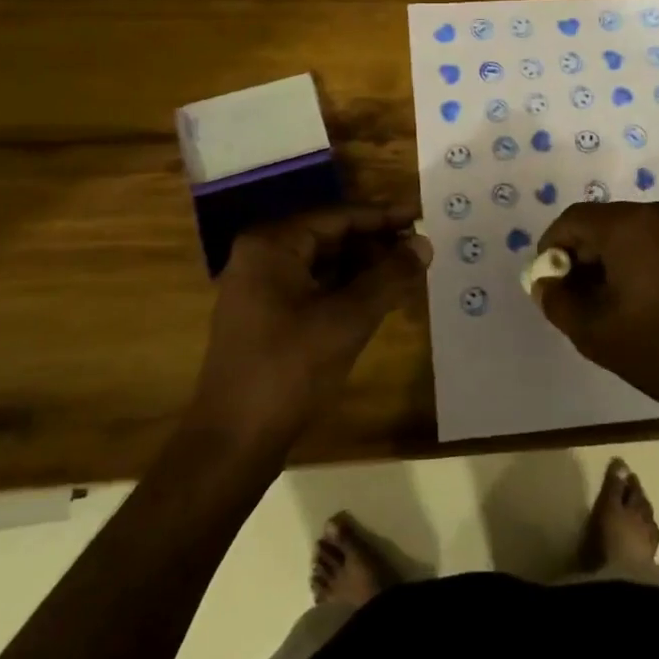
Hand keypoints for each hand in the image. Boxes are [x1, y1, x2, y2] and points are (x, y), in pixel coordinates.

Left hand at [193, 206, 429, 441]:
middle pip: (329, 236)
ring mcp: (259, 288)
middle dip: (375, 243)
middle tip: (419, 249)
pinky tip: (378, 299)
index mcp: (272, 244)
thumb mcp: (347, 319)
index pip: (338, 216)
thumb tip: (424, 244)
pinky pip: (313, 288)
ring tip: (407, 273)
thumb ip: (389, 276)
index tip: (421, 216)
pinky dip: (346, 290)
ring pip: (323, 264)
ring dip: (364, 268)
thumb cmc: (289, 369)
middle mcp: (261, 256)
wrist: (234, 442)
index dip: (383, 216)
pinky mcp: (265, 316)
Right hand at [534, 200, 658, 418]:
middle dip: (581, 256)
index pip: (573, 219)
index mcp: (628, 225)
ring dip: (609, 261)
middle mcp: (657, 213)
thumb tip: (543, 282)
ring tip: (606, 304)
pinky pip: (655, 242)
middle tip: (574, 298)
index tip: (548, 283)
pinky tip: (639, 301)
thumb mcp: (596, 333)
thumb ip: (558, 302)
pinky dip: (636, 262)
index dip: (552, 248)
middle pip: (602, 223)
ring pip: (629, 233)